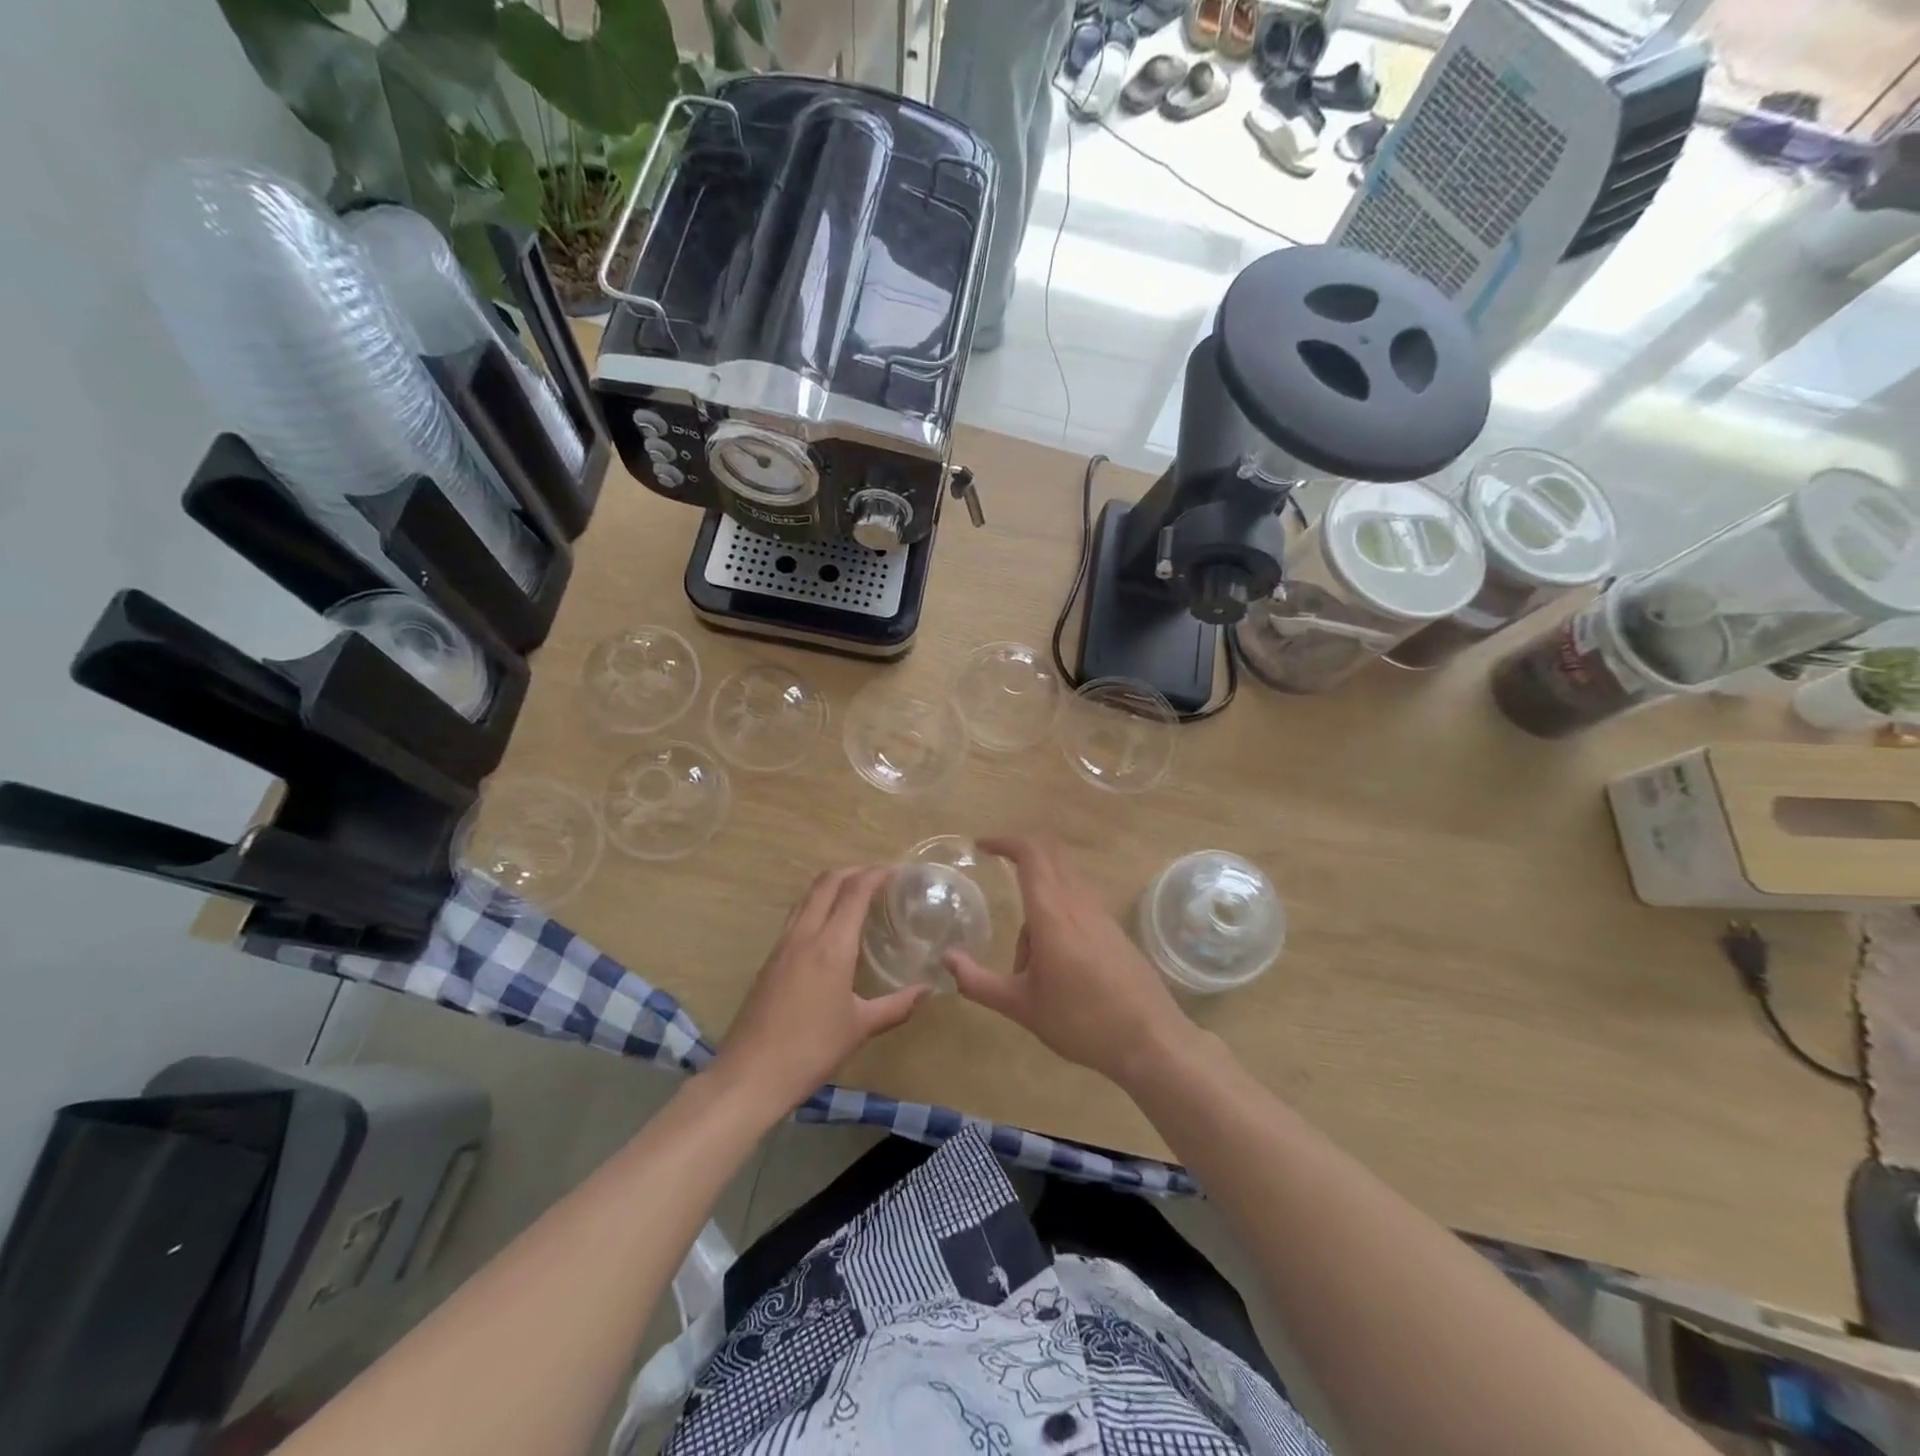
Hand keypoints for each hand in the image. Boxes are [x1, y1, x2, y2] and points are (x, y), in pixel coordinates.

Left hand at [713, 866, 931, 1113]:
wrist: (750, 1075)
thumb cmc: (811, 1050)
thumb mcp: (860, 1028)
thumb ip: (897, 1005)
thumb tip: (928, 990)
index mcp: (831, 946)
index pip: (855, 892)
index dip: (876, 874)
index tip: (896, 871)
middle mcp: (805, 934)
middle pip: (827, 882)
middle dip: (853, 871)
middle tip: (878, 877)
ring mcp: (782, 945)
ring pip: (807, 896)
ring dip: (831, 885)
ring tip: (855, 894)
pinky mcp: (769, 959)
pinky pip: (796, 916)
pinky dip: (816, 905)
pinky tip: (829, 927)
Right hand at [943, 836, 1195, 1090]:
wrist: (1151, 1041)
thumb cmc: (1081, 1022)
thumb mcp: (1022, 1007)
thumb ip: (978, 982)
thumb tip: (946, 959)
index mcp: (1052, 914)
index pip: (1030, 855)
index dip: (1005, 842)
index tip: (981, 846)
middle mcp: (1078, 903)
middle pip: (1050, 855)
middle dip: (1020, 854)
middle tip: (997, 865)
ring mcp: (1101, 914)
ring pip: (1062, 884)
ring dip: (1038, 902)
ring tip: (1027, 966)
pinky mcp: (1113, 930)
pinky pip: (1077, 904)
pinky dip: (1056, 916)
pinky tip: (1055, 967)